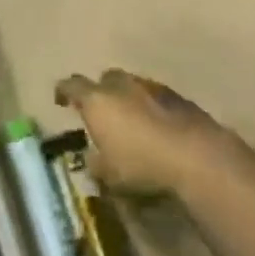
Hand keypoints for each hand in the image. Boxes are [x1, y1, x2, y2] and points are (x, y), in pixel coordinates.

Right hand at [54, 69, 231, 196]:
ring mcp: (149, 86)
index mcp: (97, 100)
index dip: (64, 91)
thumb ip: (96, 165)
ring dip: (127, 98)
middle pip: (104, 79)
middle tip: (101, 112)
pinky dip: (149, 106)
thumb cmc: (141, 164)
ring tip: (130, 120)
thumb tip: (92, 160)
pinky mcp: (175, 96)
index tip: (60, 99)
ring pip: (131, 85)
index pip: (73, 86)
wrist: (194, 154)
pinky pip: (153, 96)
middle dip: (100, 92)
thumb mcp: (110, 175)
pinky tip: (155, 126)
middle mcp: (120, 85)